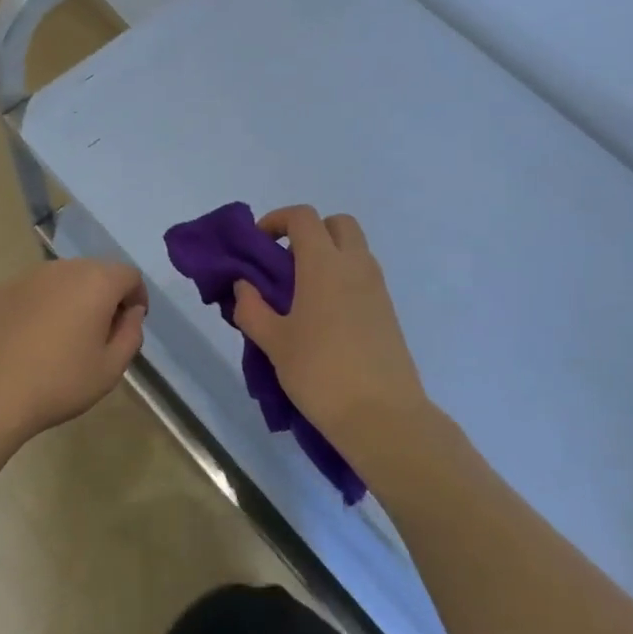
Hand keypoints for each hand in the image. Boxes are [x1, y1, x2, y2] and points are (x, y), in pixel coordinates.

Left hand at [0, 259, 146, 442]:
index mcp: (95, 282)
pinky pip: (32, 291)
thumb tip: (131, 312)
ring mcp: (26, 276)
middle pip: (95, 272)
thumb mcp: (110, 368)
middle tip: (99, 332)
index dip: (136, 297)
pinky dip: (40, 306)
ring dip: (71, 298)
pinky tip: (30, 339)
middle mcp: (62, 268)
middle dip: (104, 295)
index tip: (129, 324)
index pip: (129, 275)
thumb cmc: (59, 382)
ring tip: (62, 336)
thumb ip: (131, 334)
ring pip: (61, 279)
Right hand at [231, 206, 429, 448]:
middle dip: (310, 232)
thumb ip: (252, 308)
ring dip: (328, 256)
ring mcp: (377, 288)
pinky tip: (324, 318)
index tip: (259, 244)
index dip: (277, 220)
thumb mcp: (274, 342)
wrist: (382, 416)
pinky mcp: (388, 312)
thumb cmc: (320, 373)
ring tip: (301, 294)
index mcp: (324, 264)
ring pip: (354, 250)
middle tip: (285, 264)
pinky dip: (343, 279)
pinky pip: (364, 277)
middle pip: (337, 224)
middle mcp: (355, 266)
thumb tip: (244, 286)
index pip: (303, 217)